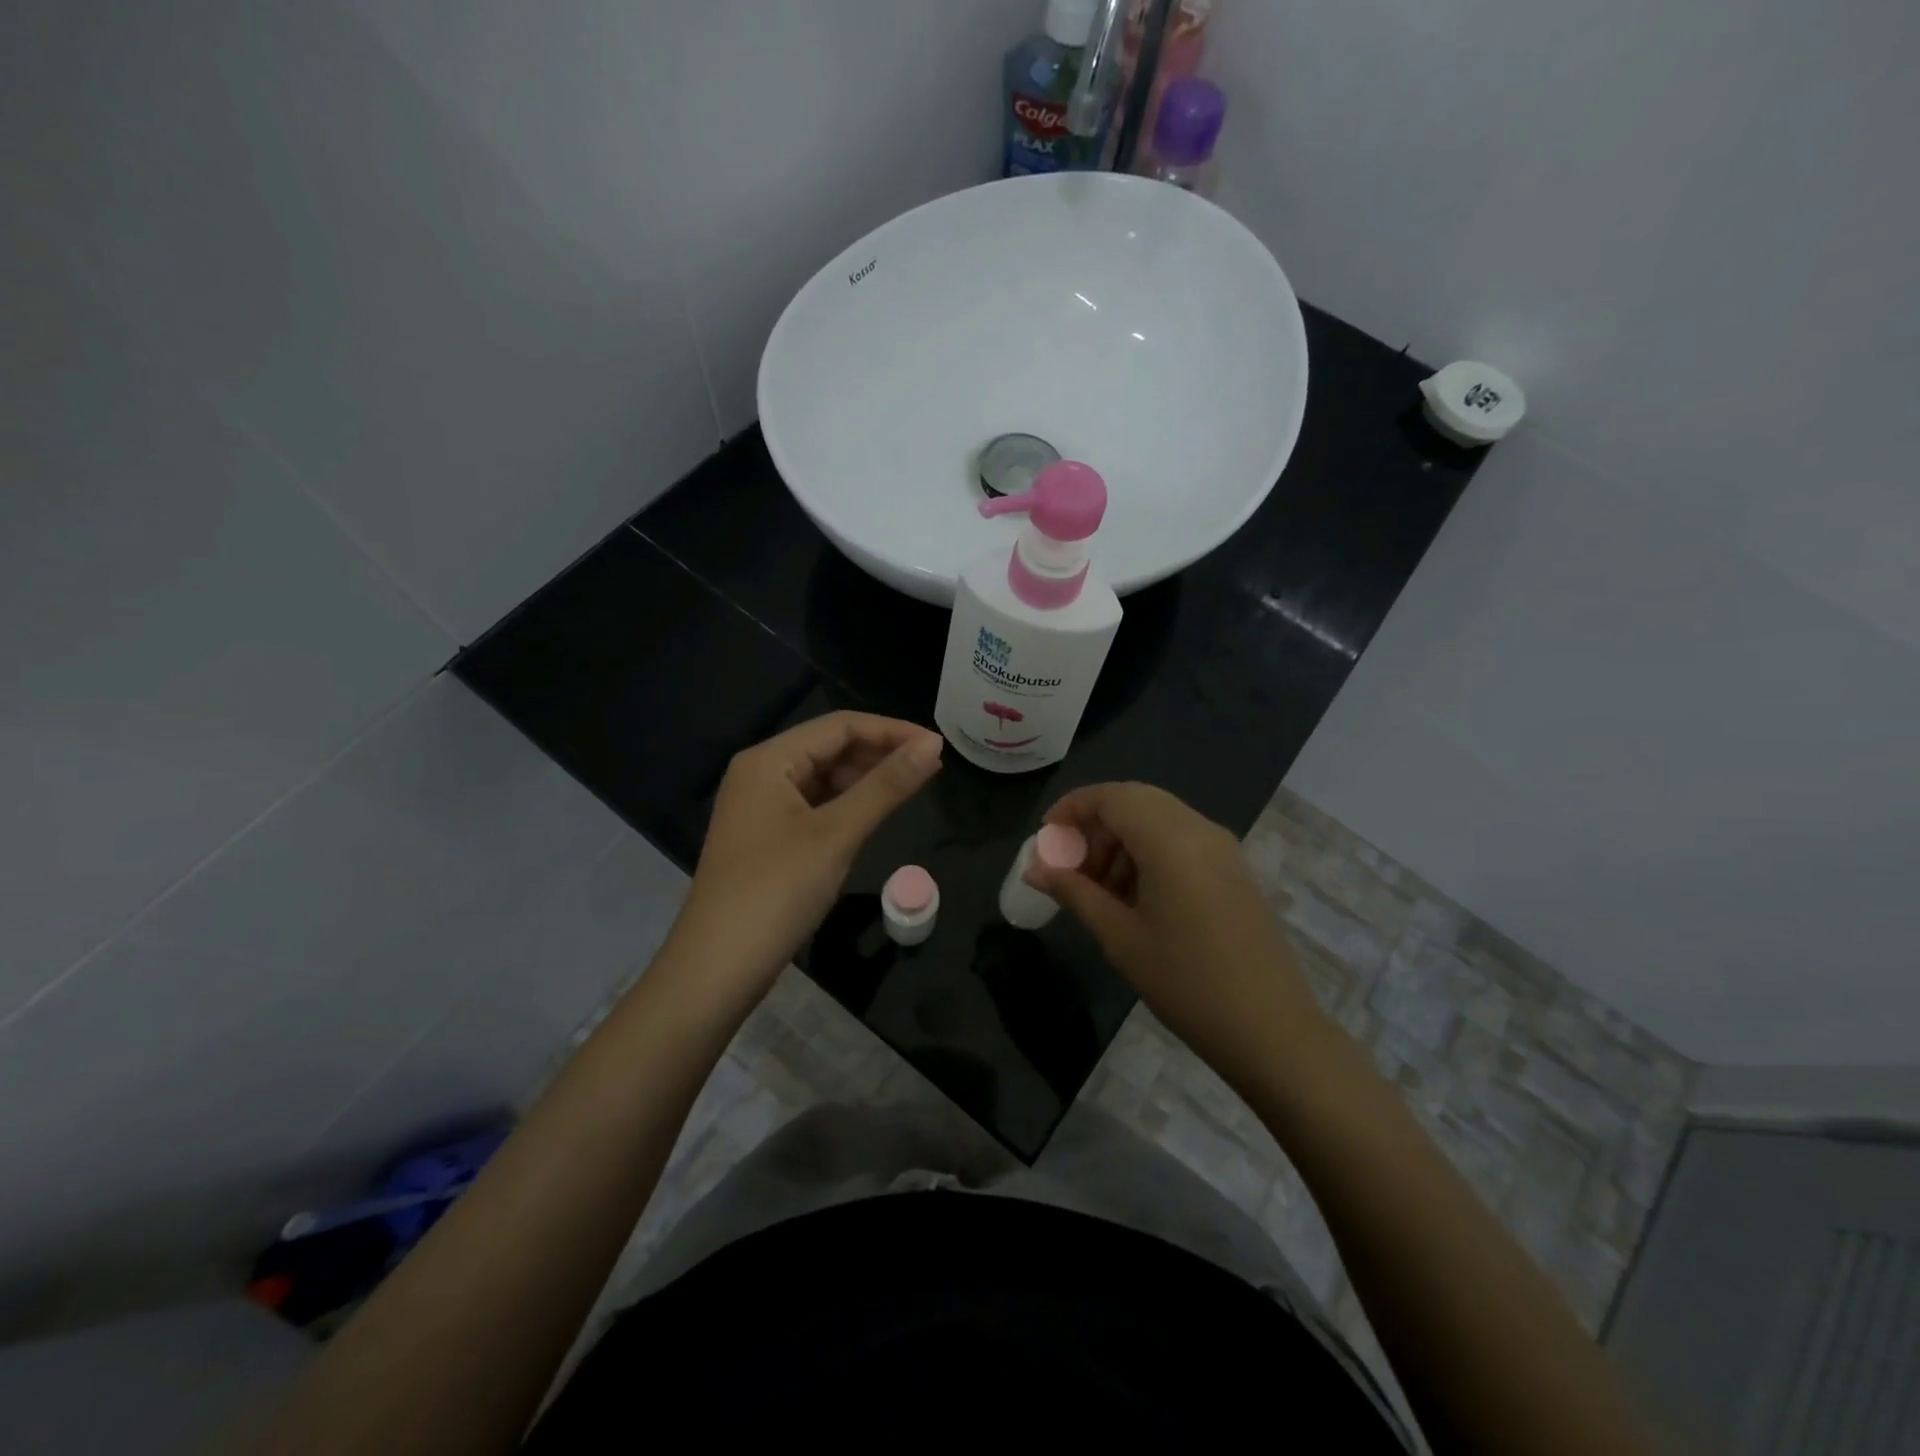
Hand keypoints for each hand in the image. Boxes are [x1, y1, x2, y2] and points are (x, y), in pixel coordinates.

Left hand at [670, 712, 942, 1001]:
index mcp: (769, 760)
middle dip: (880, 753)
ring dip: (865, 780)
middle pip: (829, 748)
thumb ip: (886, 786)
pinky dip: (846, 806)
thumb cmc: (776, 892)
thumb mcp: (836, 834)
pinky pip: (813, 806)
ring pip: (823, 779)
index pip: (840, 725)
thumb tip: (933, 745)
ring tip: (911, 789)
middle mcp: (761, 774)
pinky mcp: (766, 838)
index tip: (938, 746)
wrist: (716, 970)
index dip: (891, 730)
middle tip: (931, 769)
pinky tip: (873, 816)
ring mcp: (760, 808)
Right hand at [1026, 782, 1331, 1085]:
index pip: (1112, 796)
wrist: (1271, 1029)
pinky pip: (1180, 839)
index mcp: (1171, 839)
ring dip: (1120, 840)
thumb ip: (1074, 891)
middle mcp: (1200, 829)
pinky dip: (1147, 852)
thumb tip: (1035, 868)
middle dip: (1094, 825)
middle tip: (1069, 866)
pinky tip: (1133, 897)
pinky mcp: (1233, 869)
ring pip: (1157, 819)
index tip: (1045, 840)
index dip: (1072, 809)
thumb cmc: (1186, 982)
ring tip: (1097, 889)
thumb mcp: (1119, 936)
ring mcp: (1222, 848)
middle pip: (1135, 801)